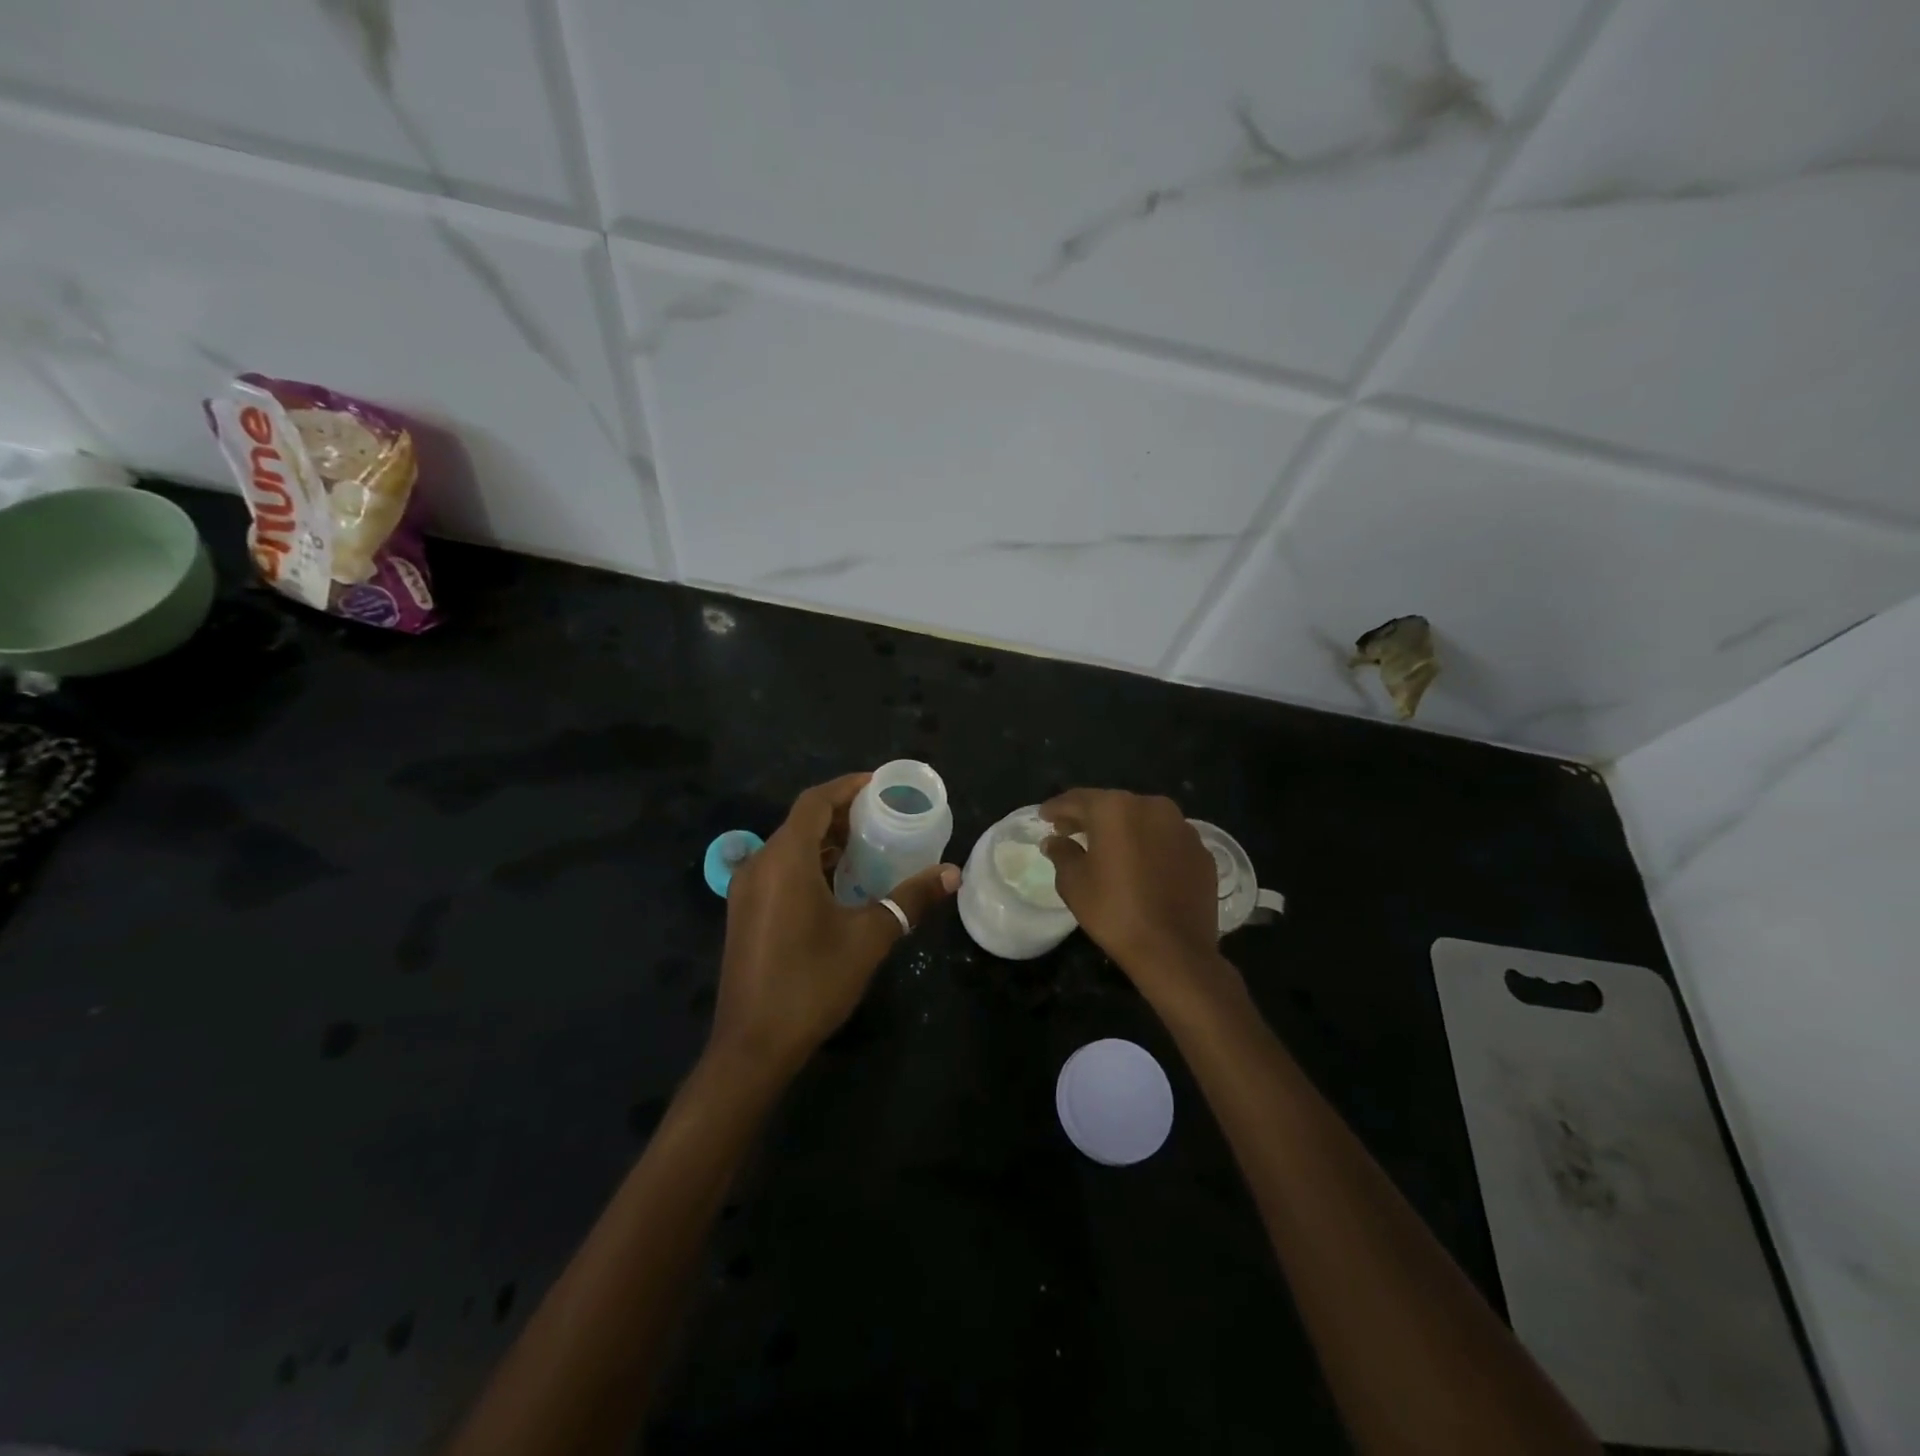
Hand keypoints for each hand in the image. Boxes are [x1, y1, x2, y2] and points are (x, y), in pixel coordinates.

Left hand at [711, 773, 958, 1079]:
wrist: (753, 1046)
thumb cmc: (812, 983)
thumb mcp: (869, 937)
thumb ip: (910, 899)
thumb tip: (952, 874)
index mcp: (784, 860)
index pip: (815, 802)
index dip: (848, 787)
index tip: (881, 785)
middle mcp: (759, 865)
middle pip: (801, 822)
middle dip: (842, 814)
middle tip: (884, 816)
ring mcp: (747, 891)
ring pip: (790, 847)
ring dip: (827, 841)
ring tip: (870, 845)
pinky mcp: (745, 913)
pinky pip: (780, 870)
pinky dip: (811, 864)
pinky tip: (841, 883)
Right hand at [1041, 788, 1230, 1006]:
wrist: (1175, 950)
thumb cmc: (1115, 912)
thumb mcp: (1074, 883)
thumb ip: (1062, 853)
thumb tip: (1055, 841)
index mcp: (1116, 808)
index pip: (1078, 799)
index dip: (1057, 808)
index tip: (1044, 816)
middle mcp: (1152, 807)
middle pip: (1112, 805)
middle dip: (1090, 817)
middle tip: (1070, 831)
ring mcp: (1183, 828)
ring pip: (1143, 820)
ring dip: (1123, 830)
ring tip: (1107, 848)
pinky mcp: (1202, 851)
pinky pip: (1167, 840)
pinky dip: (1150, 846)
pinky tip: (1141, 866)